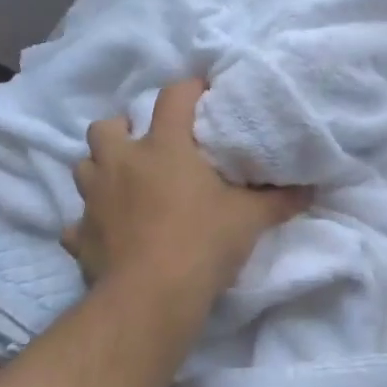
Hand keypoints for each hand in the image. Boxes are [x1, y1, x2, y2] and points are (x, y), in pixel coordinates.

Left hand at [64, 79, 309, 315]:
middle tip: (147, 145)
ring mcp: (95, 199)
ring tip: (124, 183)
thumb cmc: (203, 243)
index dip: (188, 89)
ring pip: (83, 166)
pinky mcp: (80, 236)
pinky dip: (90, 223)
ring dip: (102, 169)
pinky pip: (77, 222)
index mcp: (164, 147)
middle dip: (123, 129)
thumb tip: (310, 190)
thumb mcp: (249, 219)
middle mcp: (123, 164)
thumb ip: (279, 201)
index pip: (173, 98)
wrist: (151, 298)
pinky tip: (106, 232)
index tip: (202, 93)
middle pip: (106, 126)